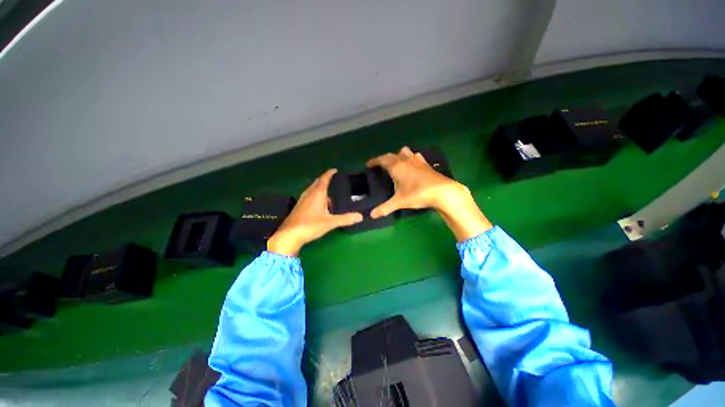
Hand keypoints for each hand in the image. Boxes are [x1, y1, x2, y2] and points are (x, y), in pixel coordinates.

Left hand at [267, 169, 362, 255]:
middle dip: (324, 180)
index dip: (329, 173)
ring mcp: (302, 200)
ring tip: (328, 196)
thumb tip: (360, 216)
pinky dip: (315, 196)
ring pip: (312, 190)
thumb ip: (346, 219)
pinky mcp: (298, 207)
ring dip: (319, 189)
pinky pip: (308, 196)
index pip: (324, 179)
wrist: (289, 235)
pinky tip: (318, 206)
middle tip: (333, 182)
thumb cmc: (311, 225)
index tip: (335, 170)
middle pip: (317, 183)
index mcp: (317, 194)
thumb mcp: (331, 222)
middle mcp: (309, 194)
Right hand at [367, 147, 491, 240]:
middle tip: (380, 166)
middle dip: (384, 159)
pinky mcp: (426, 164)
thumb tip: (372, 215)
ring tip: (396, 164)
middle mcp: (406, 160)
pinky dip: (410, 158)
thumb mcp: (399, 202)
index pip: (382, 159)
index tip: (368, 164)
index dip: (374, 161)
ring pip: (405, 152)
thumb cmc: (418, 194)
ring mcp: (417, 161)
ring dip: (398, 156)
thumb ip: (385, 208)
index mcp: (397, 167)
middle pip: (392, 155)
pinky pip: (415, 156)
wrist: (443, 191)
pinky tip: (412, 166)